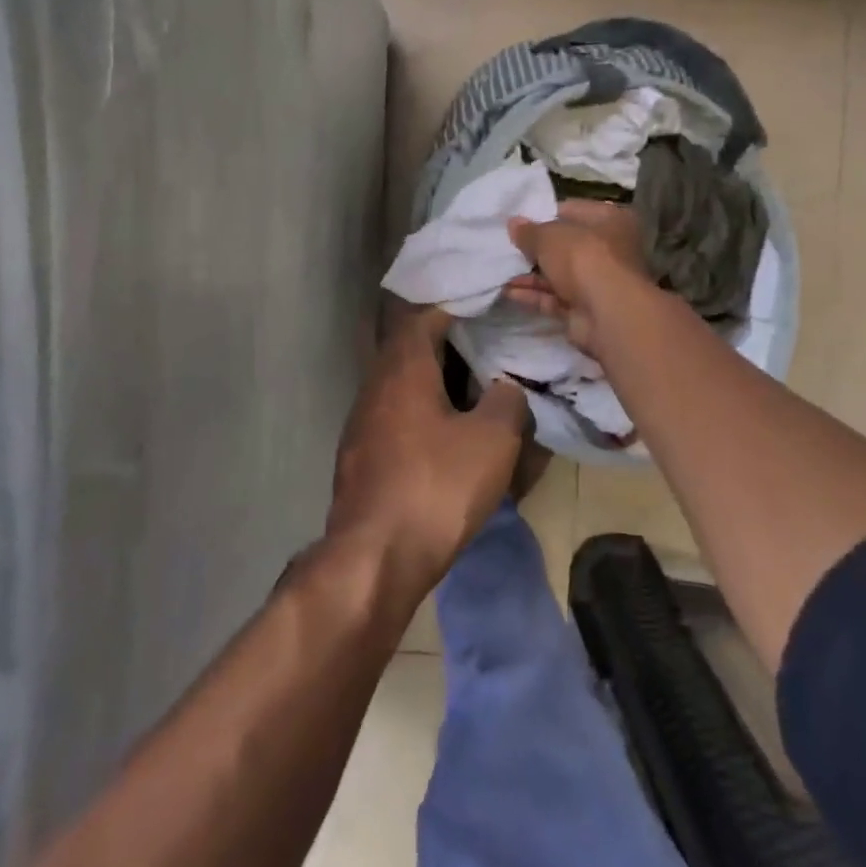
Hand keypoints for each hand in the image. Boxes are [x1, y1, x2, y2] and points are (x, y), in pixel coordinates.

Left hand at [329, 307, 530, 589]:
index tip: (483, 309)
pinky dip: (421, 414)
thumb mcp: (492, 440)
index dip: (454, 309)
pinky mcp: (359, 457)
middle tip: (485, 349)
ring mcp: (361, 423)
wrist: (375, 557)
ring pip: (401, 386)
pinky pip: (394, 417)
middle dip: (446, 346)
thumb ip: (506, 401)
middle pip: (409, 350)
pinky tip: (445, 435)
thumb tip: (504, 386)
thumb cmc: (437, 486)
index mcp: (403, 369)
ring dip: (433, 382)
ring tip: (471, 390)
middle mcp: (375, 386)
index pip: (424, 318)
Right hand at [505, 199, 649, 350]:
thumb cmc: (583, 258)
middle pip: (566, 246)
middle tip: (506, 247)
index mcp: (610, 220)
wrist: (606, 313)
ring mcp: (597, 282)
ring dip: (530, 275)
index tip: (518, 222)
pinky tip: (508, 291)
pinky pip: (555, 298)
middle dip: (536, 249)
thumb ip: (529, 231)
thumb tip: (513, 224)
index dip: (545, 215)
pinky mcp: (585, 310)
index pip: (573, 210)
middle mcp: (608, 249)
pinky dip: (533, 295)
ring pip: (558, 274)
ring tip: (500, 270)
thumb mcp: (549, 236)